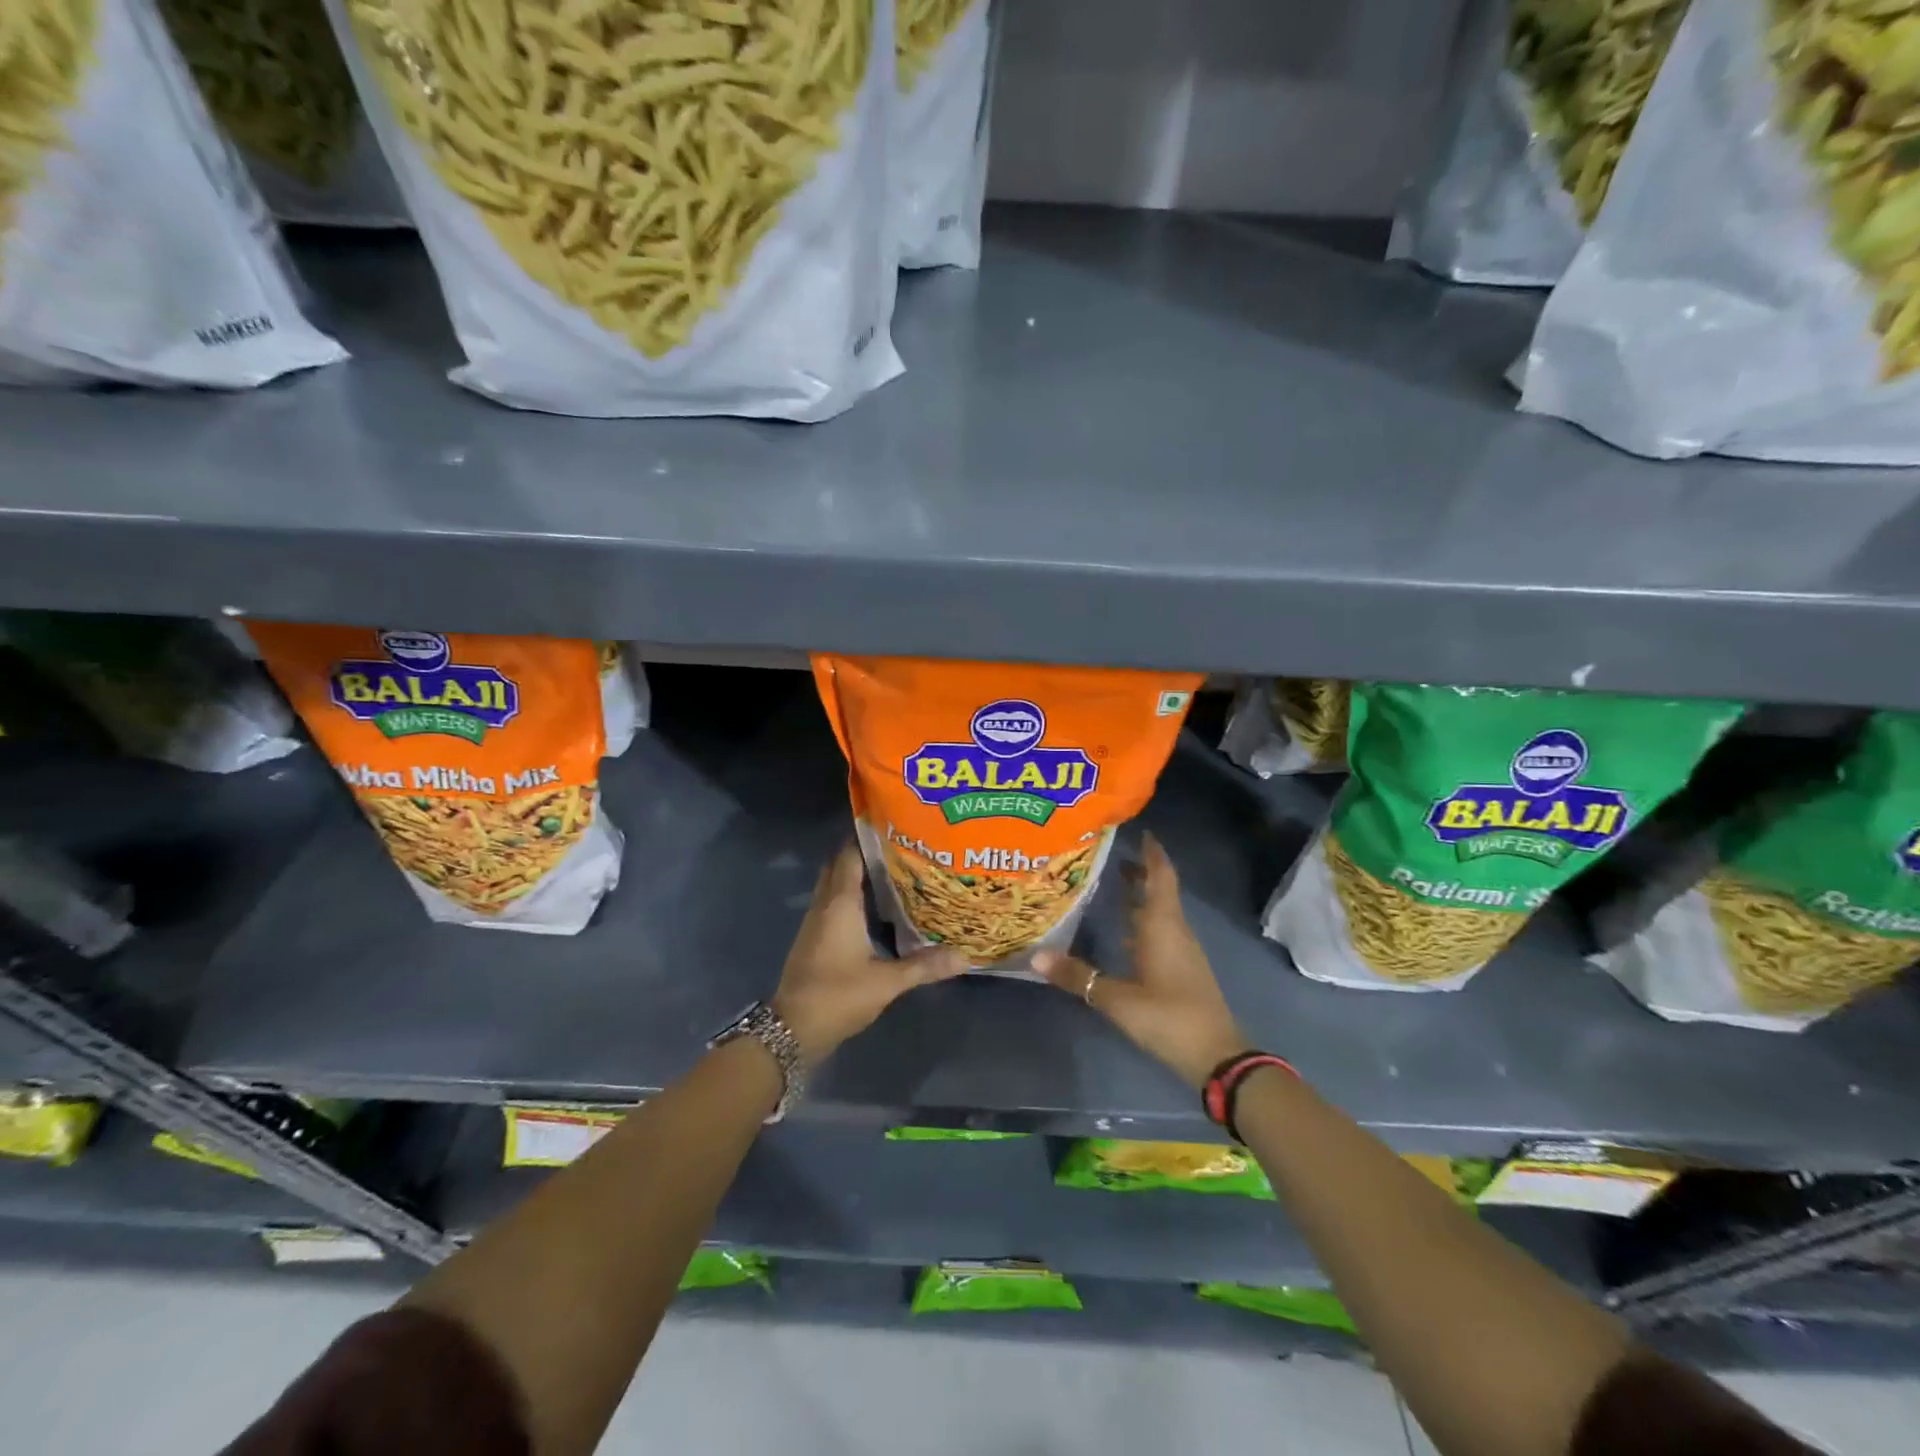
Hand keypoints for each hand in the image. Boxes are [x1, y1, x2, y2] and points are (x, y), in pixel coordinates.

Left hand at [772, 842, 967, 1063]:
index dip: (867, 837)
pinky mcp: (814, 938)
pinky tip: (875, 907)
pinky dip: (851, 896)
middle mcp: (824, 905)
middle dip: (864, 853)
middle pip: (840, 866)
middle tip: (898, 847)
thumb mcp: (885, 983)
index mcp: (840, 904)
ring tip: (893, 871)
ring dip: (856, 875)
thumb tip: (964, 956)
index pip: (849, 855)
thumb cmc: (837, 996)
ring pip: (834, 885)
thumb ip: (923, 967)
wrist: (791, 1030)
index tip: (894, 825)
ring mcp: (815, 922)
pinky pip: (832, 903)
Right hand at [1035, 833, 1248, 1088]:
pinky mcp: (1181, 969)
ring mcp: (1180, 951)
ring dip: (1139, 894)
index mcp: (1163, 926)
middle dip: (1138, 870)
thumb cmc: (1170, 1017)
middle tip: (1108, 853)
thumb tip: (1035, 956)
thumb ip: (1078, 977)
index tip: (1138, 830)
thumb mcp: (1118, 999)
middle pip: (1158, 890)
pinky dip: (1141, 920)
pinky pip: (1159, 931)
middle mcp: (1174, 930)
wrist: (1218, 1057)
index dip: (1152, 852)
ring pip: (1159, 911)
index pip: (1160, 876)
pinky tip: (1122, 929)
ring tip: (1110, 882)